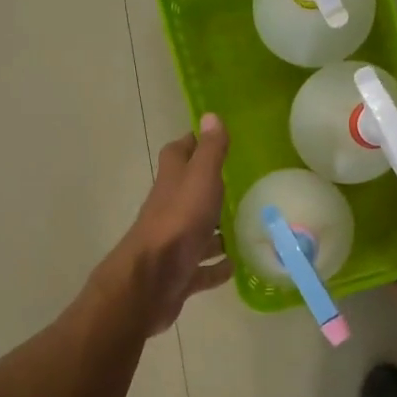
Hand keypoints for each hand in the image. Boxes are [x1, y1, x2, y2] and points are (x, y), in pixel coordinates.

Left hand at [101, 115, 233, 334]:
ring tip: (246, 228)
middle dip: (209, 189)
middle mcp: (170, 210)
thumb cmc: (178, 223)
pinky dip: (216, 267)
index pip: (178, 154)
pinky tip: (234, 266)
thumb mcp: (200, 179)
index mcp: (172, 183)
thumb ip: (209, 151)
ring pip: (198, 232)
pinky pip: (202, 268)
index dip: (192, 143)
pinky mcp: (180, 274)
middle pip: (188, 194)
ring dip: (216, 231)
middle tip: (240, 186)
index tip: (212, 138)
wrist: (150, 281)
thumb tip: (210, 115)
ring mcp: (174, 244)